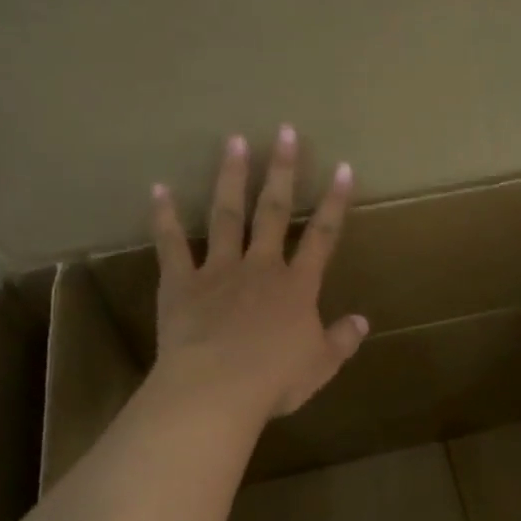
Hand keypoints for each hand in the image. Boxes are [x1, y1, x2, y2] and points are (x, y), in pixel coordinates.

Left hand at [149, 125, 367, 419]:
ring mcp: (219, 271)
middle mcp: (261, 267)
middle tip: (285, 132)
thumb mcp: (321, 365)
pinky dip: (164, 217)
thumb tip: (362, 322)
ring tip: (234, 141)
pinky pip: (172, 245)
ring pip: (227, 215)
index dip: (335, 201)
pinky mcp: (181, 283)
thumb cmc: (275, 379)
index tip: (343, 168)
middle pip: (274, 211)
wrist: (217, 389)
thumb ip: (342, 340)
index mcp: (298, 287)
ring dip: (231, 178)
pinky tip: (158, 189)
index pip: (323, 236)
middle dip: (282, 171)